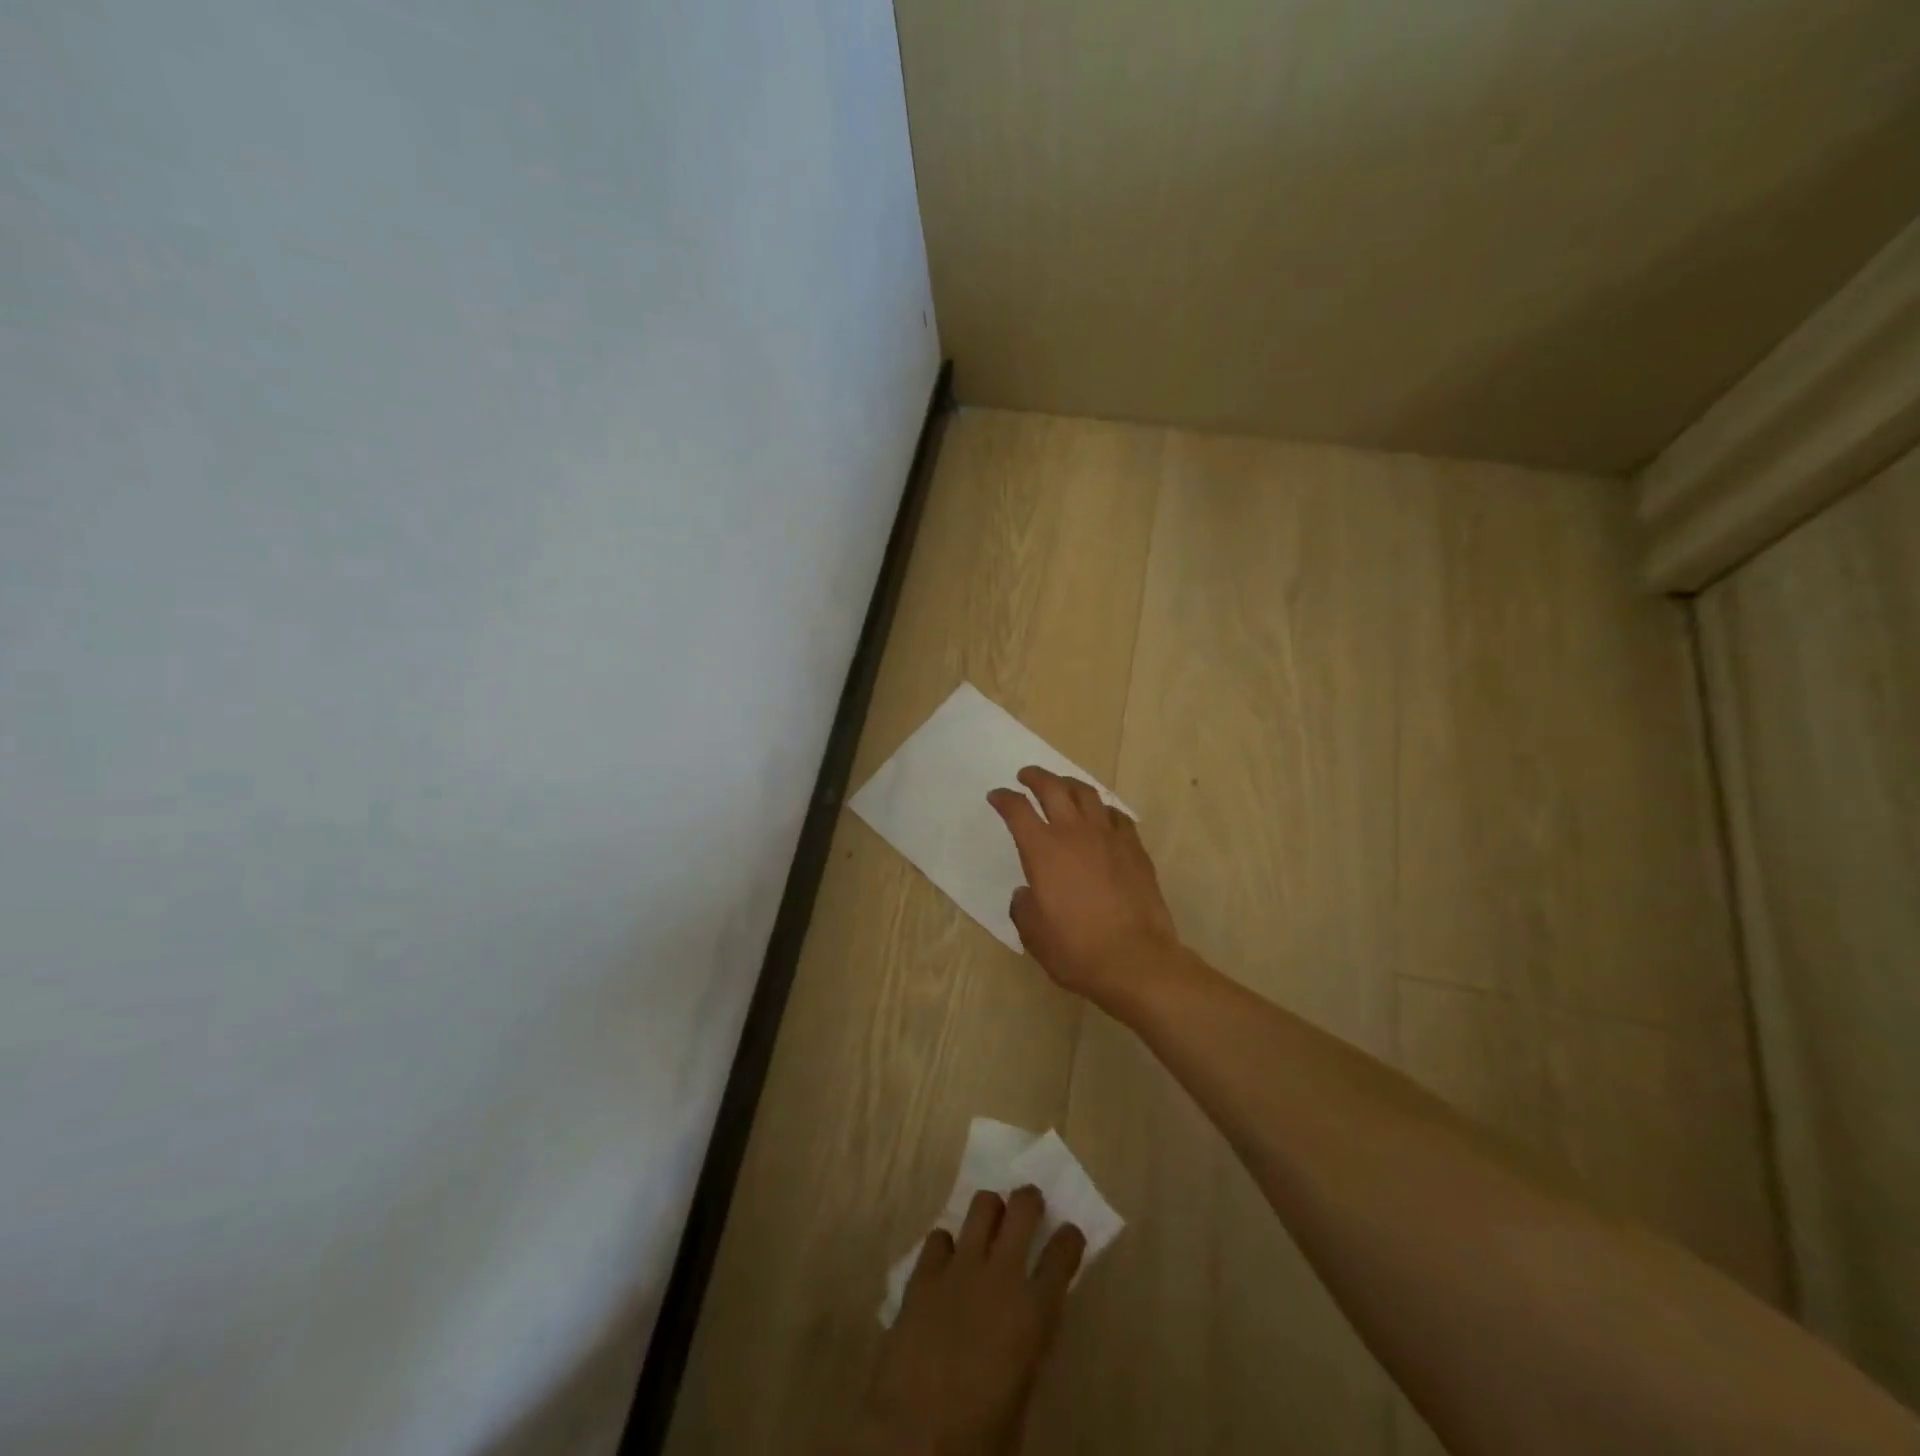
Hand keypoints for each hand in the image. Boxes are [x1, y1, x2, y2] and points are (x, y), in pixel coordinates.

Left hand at [853, 1187, 1085, 1455]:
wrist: (913, 1439)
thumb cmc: (979, 1437)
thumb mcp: (1022, 1395)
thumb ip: (1028, 1346)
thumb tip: (1026, 1325)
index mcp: (1033, 1311)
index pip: (1063, 1254)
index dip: (1070, 1238)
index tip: (1070, 1235)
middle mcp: (1000, 1274)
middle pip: (1022, 1208)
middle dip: (1029, 1200)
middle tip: (1029, 1206)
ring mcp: (958, 1268)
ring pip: (981, 1205)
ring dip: (990, 1210)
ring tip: (990, 1223)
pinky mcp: (923, 1274)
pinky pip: (939, 1237)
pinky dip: (948, 1245)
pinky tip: (947, 1263)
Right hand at [986, 766, 1180, 1010]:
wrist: (1135, 959)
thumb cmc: (1076, 949)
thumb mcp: (1034, 934)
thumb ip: (1024, 907)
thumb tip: (1027, 894)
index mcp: (1042, 850)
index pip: (1017, 810)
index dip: (1004, 799)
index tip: (996, 796)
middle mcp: (1074, 833)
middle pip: (1052, 788)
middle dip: (1035, 777)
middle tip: (1026, 775)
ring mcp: (1108, 837)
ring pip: (1087, 794)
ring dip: (1069, 784)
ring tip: (1062, 785)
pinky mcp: (1134, 848)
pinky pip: (1116, 816)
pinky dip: (1103, 809)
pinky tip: (1101, 816)